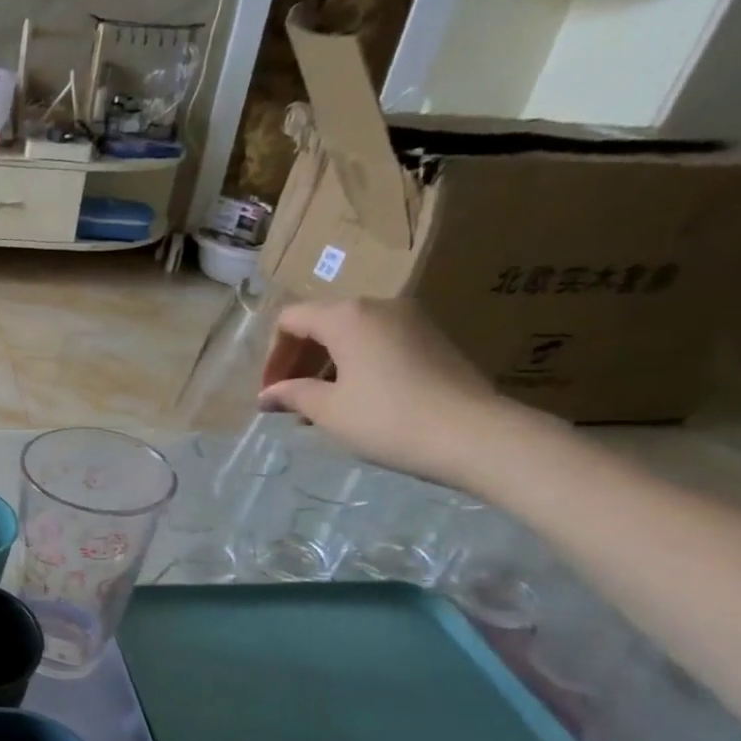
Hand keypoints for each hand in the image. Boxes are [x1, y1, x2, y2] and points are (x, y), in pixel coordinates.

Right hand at [257, 298, 507, 486]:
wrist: (473, 434)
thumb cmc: (387, 418)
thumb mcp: (329, 410)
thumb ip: (292, 395)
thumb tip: (267, 395)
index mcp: (347, 316)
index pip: (291, 320)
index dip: (272, 356)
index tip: (269, 393)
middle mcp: (379, 306)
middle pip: (321, 324)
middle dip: (297, 361)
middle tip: (288, 402)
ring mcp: (411, 320)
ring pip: (351, 335)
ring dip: (325, 366)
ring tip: (317, 407)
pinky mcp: (431, 339)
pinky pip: (378, 343)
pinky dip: (354, 366)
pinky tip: (353, 401)